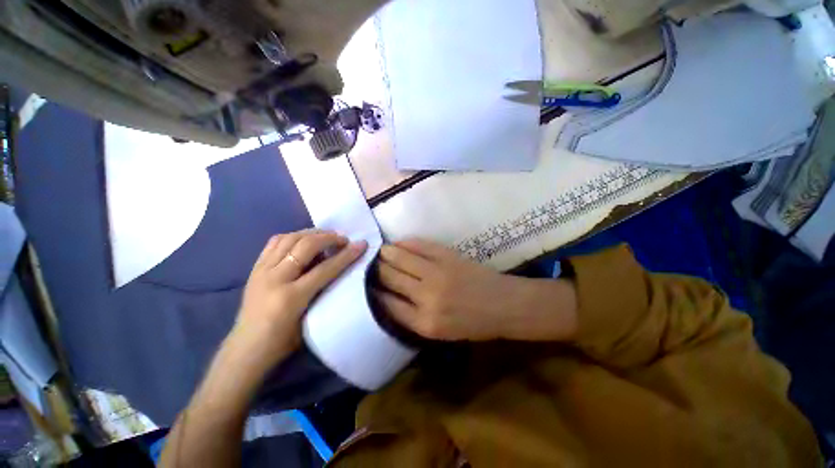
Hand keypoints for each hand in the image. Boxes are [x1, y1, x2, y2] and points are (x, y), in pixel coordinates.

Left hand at [233, 229, 367, 367]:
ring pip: (290, 238)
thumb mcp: (310, 320)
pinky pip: (275, 242)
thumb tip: (337, 269)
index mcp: (291, 298)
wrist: (246, 349)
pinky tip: (303, 239)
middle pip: (306, 246)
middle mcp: (275, 278)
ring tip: (326, 236)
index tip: (362, 244)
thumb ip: (323, 292)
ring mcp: (262, 271)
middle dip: (330, 238)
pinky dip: (293, 236)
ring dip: (312, 233)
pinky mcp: (254, 268)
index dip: (347, 255)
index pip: (326, 268)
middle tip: (343, 240)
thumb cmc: (282, 341)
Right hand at [375, 239, 528, 340]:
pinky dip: (405, 243)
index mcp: (424, 323)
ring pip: (399, 258)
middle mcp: (426, 297)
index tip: (367, 285)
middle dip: (375, 270)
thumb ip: (412, 317)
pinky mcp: (447, 256)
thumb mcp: (440, 333)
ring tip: (379, 251)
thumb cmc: (473, 324)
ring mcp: (436, 273)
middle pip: (389, 278)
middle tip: (368, 265)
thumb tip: (387, 298)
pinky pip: (418, 246)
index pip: (387, 304)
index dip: (374, 292)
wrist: (504, 304)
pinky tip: (398, 244)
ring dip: (386, 253)